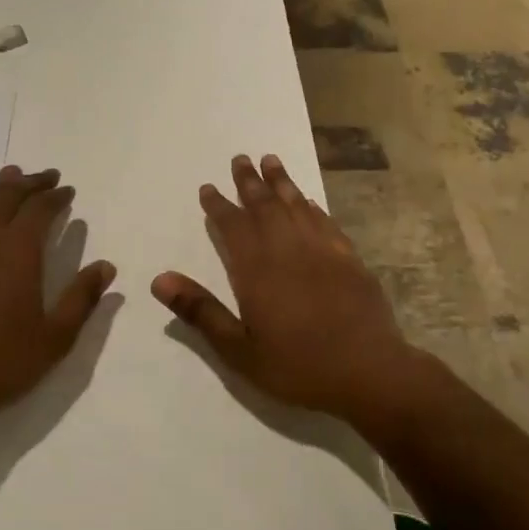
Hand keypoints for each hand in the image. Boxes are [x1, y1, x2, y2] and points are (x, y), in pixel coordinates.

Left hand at [0, 165, 116, 441]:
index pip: (40, 208)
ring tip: (9, 176)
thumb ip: (81, 298)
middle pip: (7, 195)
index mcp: (17, 250)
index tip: (67, 190)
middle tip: (46, 177)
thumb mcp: (54, 338)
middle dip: (30, 183)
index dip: (56, 196)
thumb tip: (106, 266)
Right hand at [152, 154, 414, 420]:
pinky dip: (313, 207)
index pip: (233, 226)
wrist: (368, 371)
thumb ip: (201, 311)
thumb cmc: (298, 366)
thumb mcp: (239, 350)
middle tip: (240, 158)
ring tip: (271, 161)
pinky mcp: (350, 259)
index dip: (218, 206)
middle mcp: (289, 249)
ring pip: (297, 206)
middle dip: (250, 182)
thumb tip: (160, 279)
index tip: (208, 188)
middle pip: (265, 206)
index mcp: (258, 269)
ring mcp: (323, 250)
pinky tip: (309, 202)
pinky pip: (325, 222)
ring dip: (282, 182)